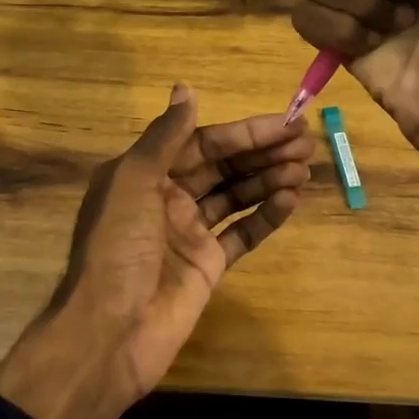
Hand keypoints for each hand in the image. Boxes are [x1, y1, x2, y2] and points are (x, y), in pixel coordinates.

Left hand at [0, 85, 313, 418]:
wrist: (111, 330)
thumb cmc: (118, 246)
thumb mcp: (132, 181)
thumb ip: (164, 136)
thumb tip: (186, 89)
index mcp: (146, 174)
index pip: (202, 144)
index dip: (244, 133)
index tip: (285, 123)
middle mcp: (168, 199)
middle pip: (223, 168)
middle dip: (263, 153)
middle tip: (307, 143)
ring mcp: (189, 234)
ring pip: (236, 197)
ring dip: (269, 180)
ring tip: (305, 168)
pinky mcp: (208, 266)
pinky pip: (242, 234)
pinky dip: (265, 217)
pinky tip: (290, 199)